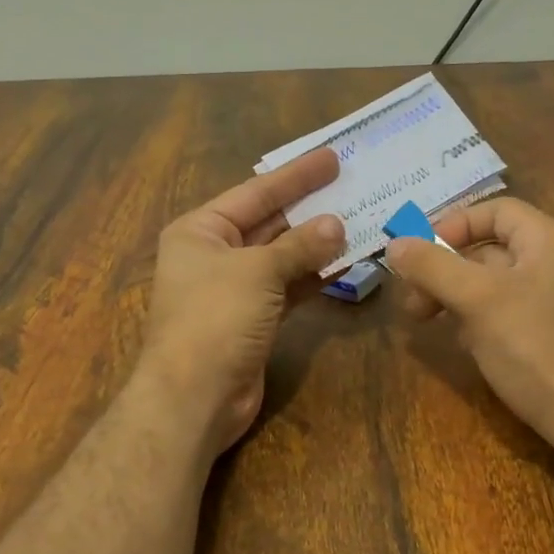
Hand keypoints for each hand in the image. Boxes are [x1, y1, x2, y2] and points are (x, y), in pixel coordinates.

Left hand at [137, 150, 345, 453]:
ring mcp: (234, 289)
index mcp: (200, 230)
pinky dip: (313, 276)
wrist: (194, 396)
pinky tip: (346, 262)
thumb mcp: (258, 272)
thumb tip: (338, 226)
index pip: (255, 192)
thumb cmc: (215, 318)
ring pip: (282, 257)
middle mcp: (214, 254)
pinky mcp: (253, 319)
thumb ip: (300, 246)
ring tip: (360, 221)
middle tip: (353, 186)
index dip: (296, 175)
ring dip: (317, 243)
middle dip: (310, 207)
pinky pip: (288, 287)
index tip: (332, 157)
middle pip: (269, 222)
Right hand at [384, 198, 553, 458]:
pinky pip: (516, 315)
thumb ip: (433, 267)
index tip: (419, 255)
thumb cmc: (536, 348)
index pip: (496, 210)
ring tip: (436, 326)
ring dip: (461, 298)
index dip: (453, 225)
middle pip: (493, 250)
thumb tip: (395, 244)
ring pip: (501, 286)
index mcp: (549, 241)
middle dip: (447, 271)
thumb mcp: (477, 300)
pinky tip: (471, 348)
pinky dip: (486, 322)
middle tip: (414, 304)